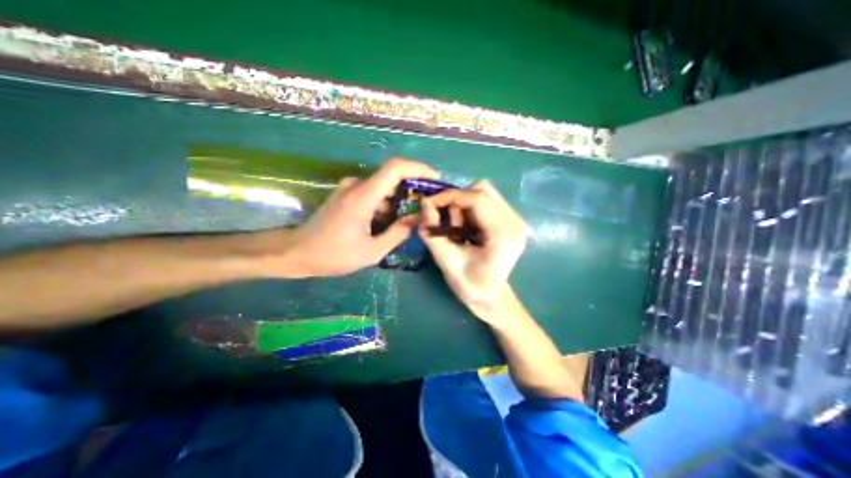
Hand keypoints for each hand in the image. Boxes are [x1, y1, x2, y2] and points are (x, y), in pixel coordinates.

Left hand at [292, 158, 437, 274]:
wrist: (297, 252)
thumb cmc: (333, 255)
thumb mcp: (372, 251)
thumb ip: (398, 233)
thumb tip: (418, 218)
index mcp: (363, 196)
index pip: (396, 168)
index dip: (418, 169)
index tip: (435, 180)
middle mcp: (357, 185)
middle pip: (392, 178)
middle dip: (412, 190)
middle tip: (424, 208)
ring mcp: (350, 188)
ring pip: (383, 188)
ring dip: (398, 201)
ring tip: (406, 223)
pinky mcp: (346, 195)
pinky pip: (373, 194)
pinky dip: (386, 205)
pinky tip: (387, 223)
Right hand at [419, 181, 525, 321]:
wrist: (491, 297)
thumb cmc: (470, 285)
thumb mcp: (446, 261)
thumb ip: (433, 232)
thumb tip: (424, 203)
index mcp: (502, 234)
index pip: (476, 198)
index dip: (449, 196)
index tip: (428, 203)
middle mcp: (515, 221)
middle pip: (482, 189)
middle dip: (457, 199)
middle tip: (443, 218)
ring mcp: (516, 219)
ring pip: (485, 192)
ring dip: (463, 203)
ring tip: (456, 226)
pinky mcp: (512, 220)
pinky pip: (487, 201)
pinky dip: (470, 208)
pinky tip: (466, 226)